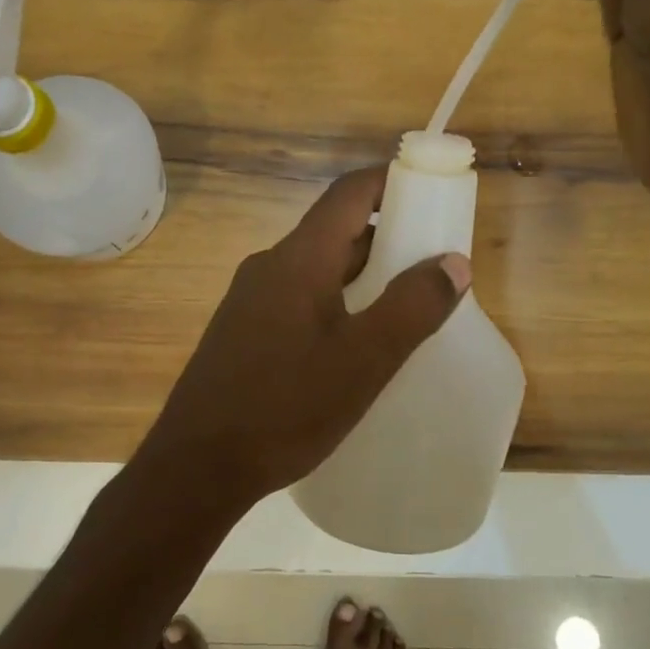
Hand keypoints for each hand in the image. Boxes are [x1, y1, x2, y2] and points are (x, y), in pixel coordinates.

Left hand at [137, 166, 469, 512]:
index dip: (392, 182)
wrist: (196, 466)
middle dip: (387, 237)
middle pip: (336, 230)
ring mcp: (250, 299)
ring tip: (404, 307)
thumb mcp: (364, 360)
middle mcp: (271, 265)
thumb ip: (412, 306)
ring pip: (318, 268)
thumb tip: (452, 262)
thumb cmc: (285, 407)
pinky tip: (354, 344)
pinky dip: (336, 301)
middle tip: (432, 265)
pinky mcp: (243, 330)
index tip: (432, 195)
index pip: (349, 193)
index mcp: (299, 258)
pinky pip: (299, 297)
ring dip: (363, 275)